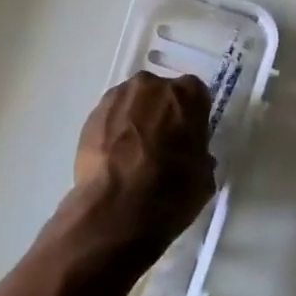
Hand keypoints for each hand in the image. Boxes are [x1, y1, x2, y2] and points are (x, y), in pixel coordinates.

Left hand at [67, 71, 217, 258]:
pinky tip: (115, 158)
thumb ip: (200, 155)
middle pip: (160, 93)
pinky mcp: (92, 115)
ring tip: (134, 153)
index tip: (189, 137)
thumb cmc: (171, 192)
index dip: (192, 117)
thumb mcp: (204, 177)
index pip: (195, 95)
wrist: (117, 209)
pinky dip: (114, 131)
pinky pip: (111, 117)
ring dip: (136, 120)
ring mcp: (117, 97)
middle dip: (162, 113)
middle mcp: (152, 86)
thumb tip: (192, 156)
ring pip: (133, 103)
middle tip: (162, 144)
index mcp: (187, 95)